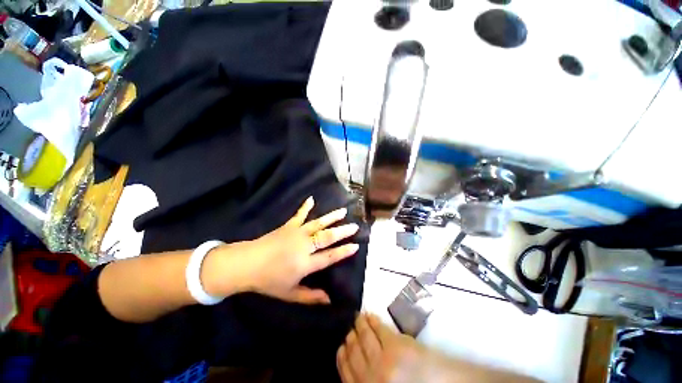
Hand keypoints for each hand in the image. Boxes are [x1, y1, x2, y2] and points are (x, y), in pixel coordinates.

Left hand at [208, 196, 359, 303]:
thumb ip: (310, 297)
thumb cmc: (268, 281)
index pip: (329, 257)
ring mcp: (296, 233)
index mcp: (305, 263)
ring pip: (318, 223)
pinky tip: (311, 199)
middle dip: (342, 231)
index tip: (355, 246)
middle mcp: (304, 246)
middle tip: (355, 226)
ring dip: (331, 217)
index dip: (343, 252)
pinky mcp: (288, 226)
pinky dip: (305, 207)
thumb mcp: (289, 294)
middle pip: (327, 237)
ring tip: (343, 211)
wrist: (246, 264)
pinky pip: (299, 215)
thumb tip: (329, 300)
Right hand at [337, 314, 446, 382]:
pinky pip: (379, 329)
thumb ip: (370, 381)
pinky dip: (372, 320)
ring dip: (359, 325)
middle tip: (349, 328)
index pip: (347, 373)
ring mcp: (383, 361)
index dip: (342, 358)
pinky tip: (369, 315)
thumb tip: (356, 367)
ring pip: (364, 338)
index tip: (340, 347)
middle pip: (354, 353)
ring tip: (357, 317)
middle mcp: (371, 377)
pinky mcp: (396, 346)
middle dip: (350, 338)